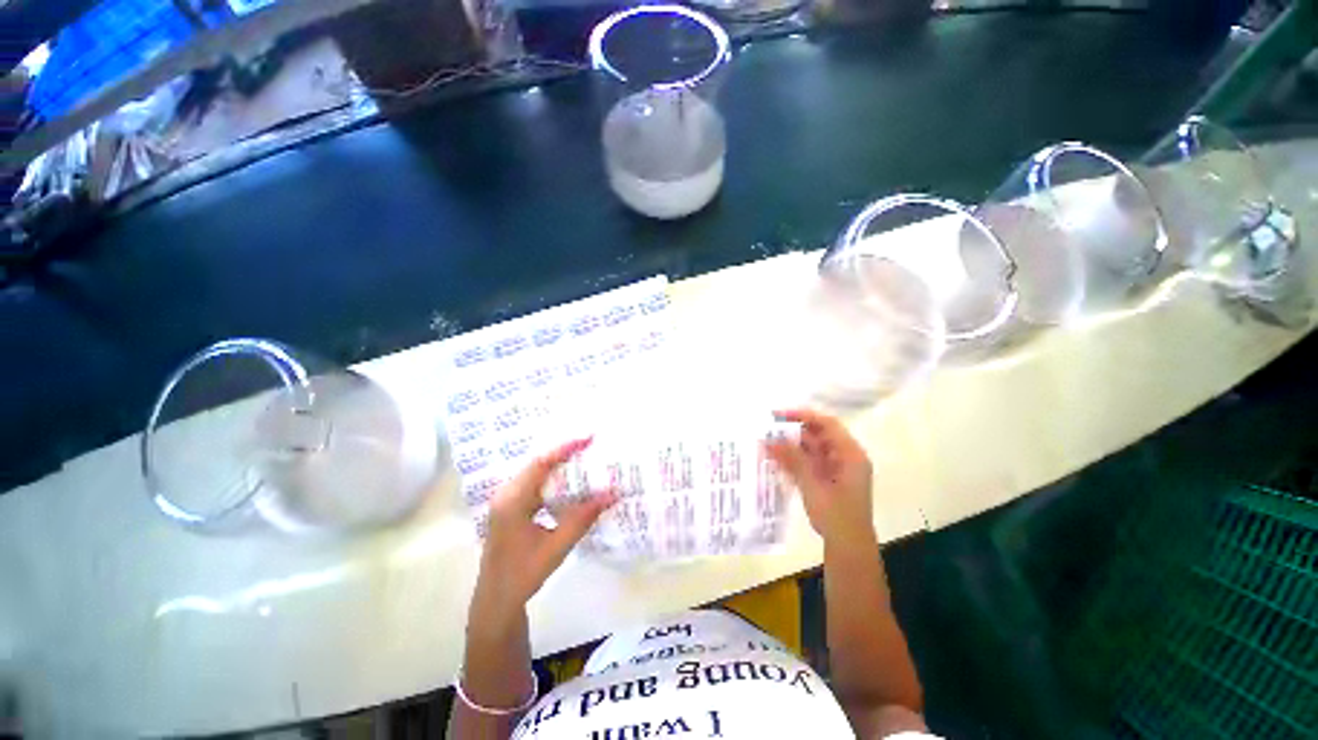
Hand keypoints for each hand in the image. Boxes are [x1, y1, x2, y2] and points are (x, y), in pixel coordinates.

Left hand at [474, 438, 616, 616]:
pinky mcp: (511, 508)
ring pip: (535, 473)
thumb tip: (612, 493)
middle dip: (564, 452)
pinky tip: (568, 482)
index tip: (588, 438)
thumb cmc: (523, 575)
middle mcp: (506, 495)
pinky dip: (552, 478)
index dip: (564, 448)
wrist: (496, 602)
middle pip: (537, 464)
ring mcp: (506, 501)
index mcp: (512, 501)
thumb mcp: (556, 547)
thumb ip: (583, 518)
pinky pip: (533, 484)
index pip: (540, 464)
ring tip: (583, 458)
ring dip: (558, 465)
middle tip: (590, 445)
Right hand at [765, 408, 875, 549]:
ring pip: (811, 449)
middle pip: (818, 435)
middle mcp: (844, 457)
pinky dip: (794, 459)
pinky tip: (775, 459)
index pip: (827, 424)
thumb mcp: (812, 484)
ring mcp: (836, 468)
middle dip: (792, 432)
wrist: (848, 547)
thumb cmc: (836, 514)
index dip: (803, 415)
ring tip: (767, 444)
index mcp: (850, 454)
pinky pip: (809, 462)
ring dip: (790, 446)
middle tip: (768, 430)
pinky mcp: (827, 479)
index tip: (779, 416)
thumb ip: (792, 459)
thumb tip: (769, 439)